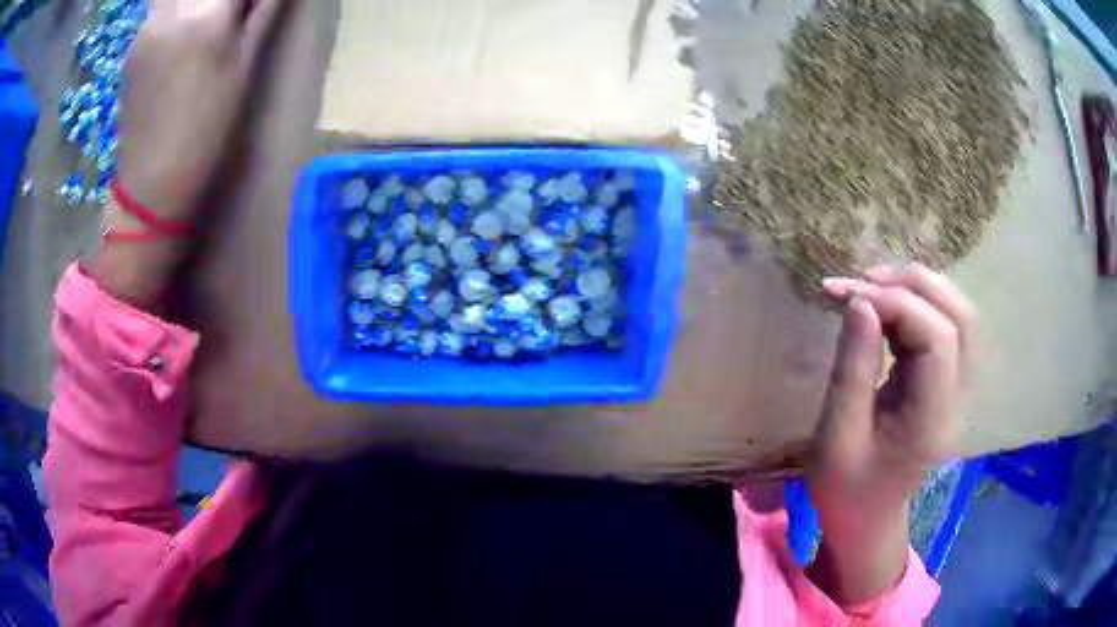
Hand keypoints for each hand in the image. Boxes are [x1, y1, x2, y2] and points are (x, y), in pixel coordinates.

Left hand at [116, 0, 286, 215]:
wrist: (152, 183)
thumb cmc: (206, 130)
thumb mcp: (245, 67)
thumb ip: (264, 11)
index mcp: (208, 12)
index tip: (250, 9)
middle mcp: (172, 8)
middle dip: (218, 0)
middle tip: (228, 15)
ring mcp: (146, 26)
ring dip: (195, 2)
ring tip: (205, 22)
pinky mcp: (132, 45)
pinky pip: (159, 8)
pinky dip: (176, 10)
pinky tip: (182, 35)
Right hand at [814, 265, 972, 506]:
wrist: (866, 520)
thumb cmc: (845, 490)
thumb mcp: (836, 438)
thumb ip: (852, 369)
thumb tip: (860, 302)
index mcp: (932, 421)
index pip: (937, 338)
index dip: (897, 304)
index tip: (848, 296)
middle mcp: (957, 399)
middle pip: (960, 317)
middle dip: (913, 285)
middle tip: (863, 280)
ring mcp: (958, 390)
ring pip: (959, 316)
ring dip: (919, 289)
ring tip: (873, 286)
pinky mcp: (947, 383)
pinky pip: (945, 326)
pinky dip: (917, 305)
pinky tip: (885, 309)